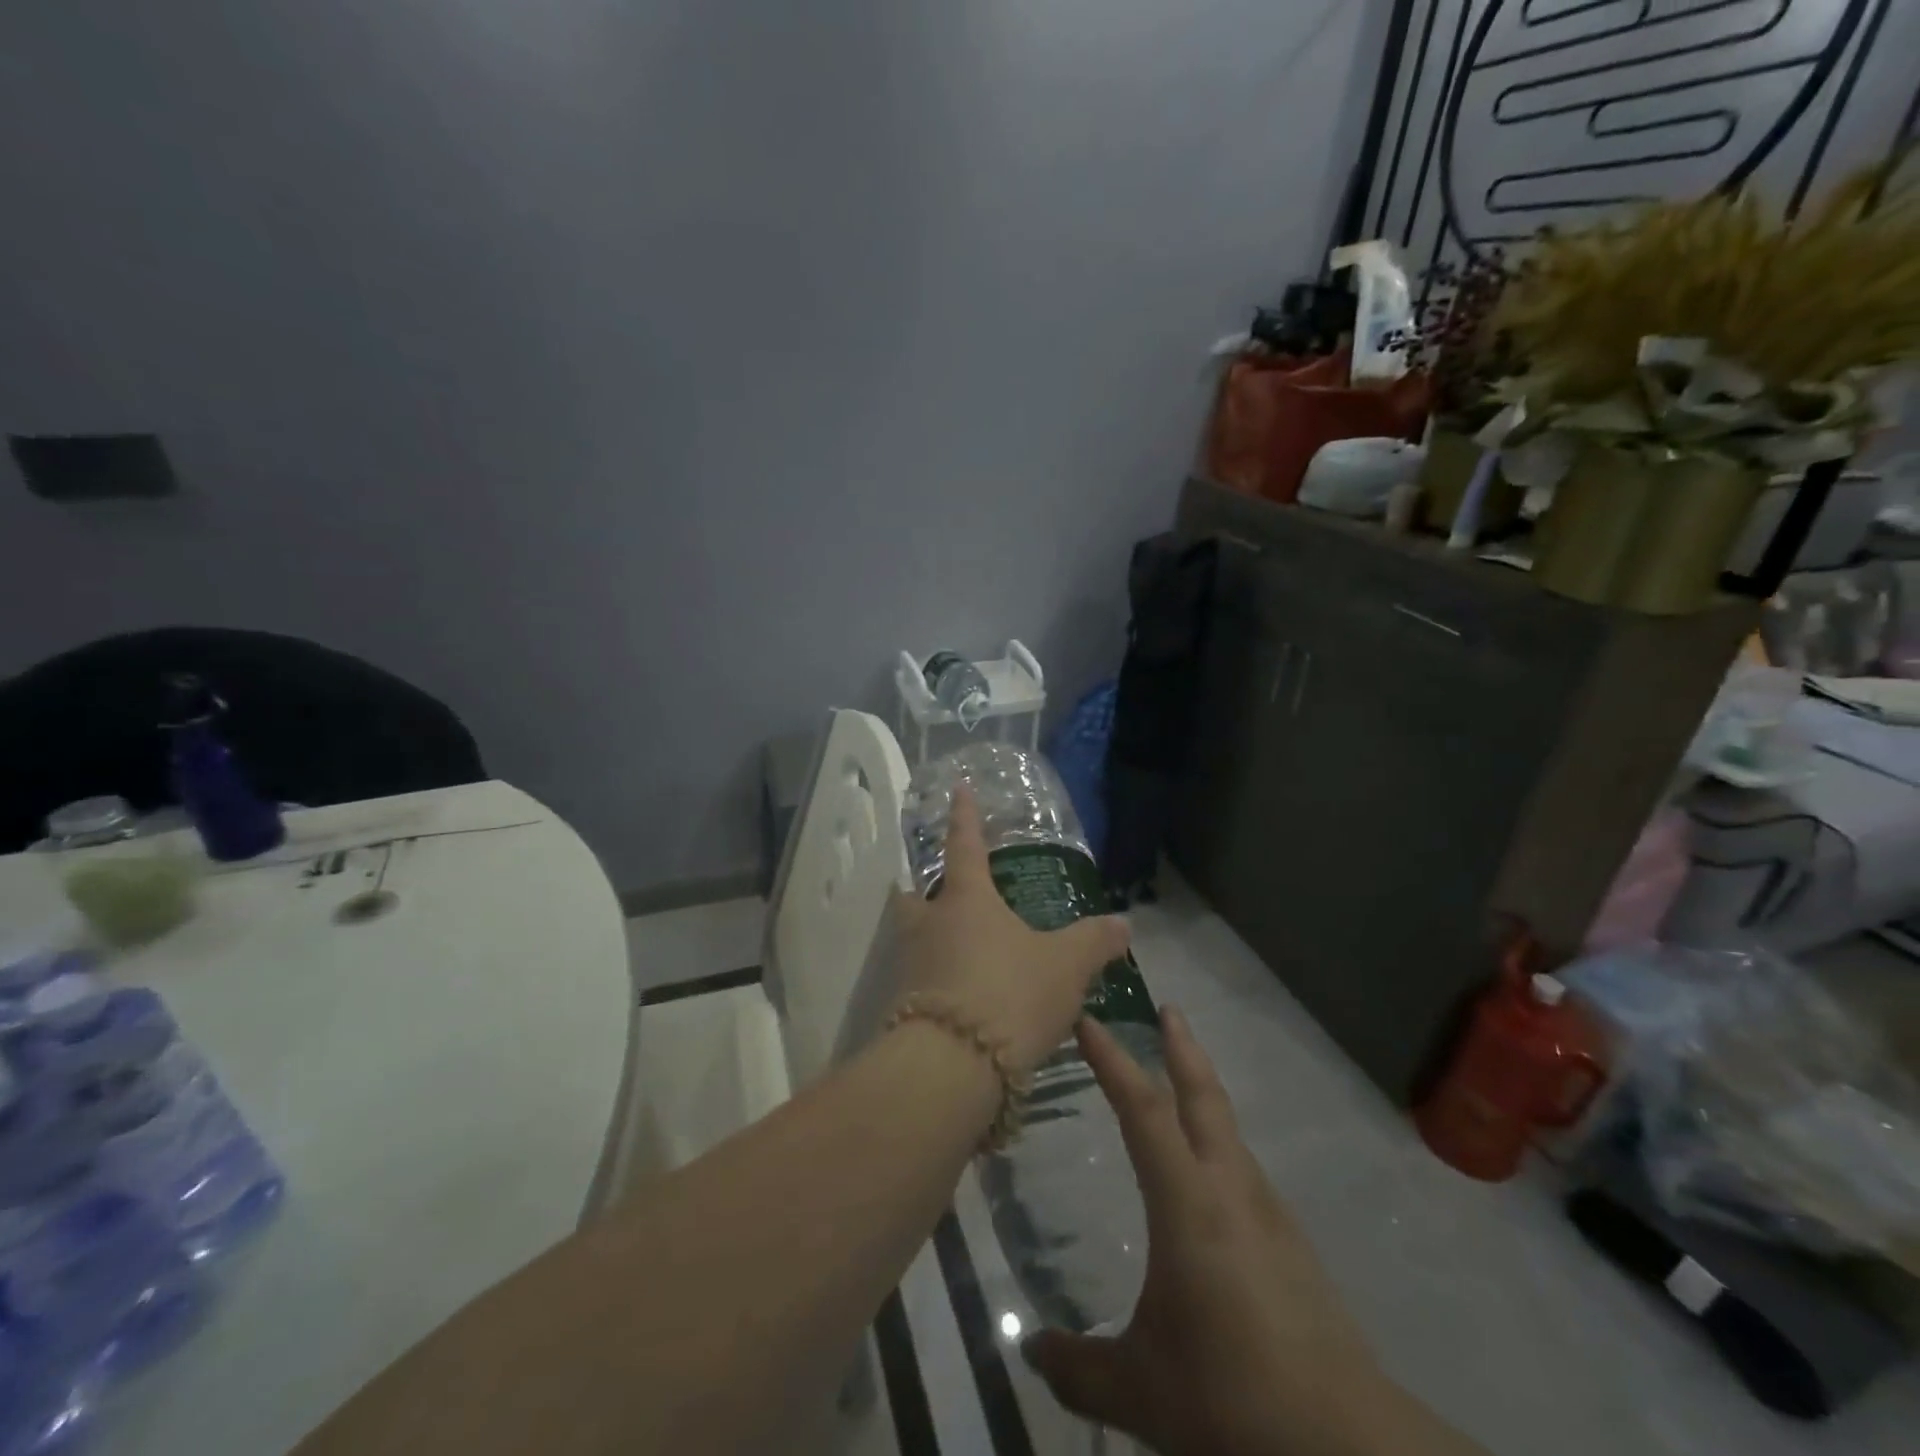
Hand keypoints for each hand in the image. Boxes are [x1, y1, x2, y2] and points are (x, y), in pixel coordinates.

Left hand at [891, 787, 1129, 1076]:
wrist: (953, 1066)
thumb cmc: (1011, 994)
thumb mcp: (1065, 967)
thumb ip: (1093, 942)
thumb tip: (1123, 923)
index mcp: (967, 900)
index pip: (965, 845)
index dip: (964, 816)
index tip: (956, 788)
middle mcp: (930, 925)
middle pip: (915, 894)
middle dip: (924, 889)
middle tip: (943, 893)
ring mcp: (911, 966)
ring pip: (913, 939)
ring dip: (929, 937)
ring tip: (957, 948)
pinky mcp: (905, 1008)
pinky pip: (919, 982)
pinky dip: (936, 982)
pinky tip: (962, 999)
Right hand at [1022, 1009, 1392, 1455]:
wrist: (1348, 1445)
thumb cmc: (1231, 1395)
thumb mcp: (1140, 1391)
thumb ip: (1078, 1367)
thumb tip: (1031, 1350)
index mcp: (1188, 1201)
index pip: (1143, 1109)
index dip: (1113, 1061)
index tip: (1089, 1020)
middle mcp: (1230, 1189)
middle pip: (1203, 1096)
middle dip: (1182, 1047)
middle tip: (1168, 1009)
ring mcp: (1269, 1214)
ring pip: (1229, 1131)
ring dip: (1203, 1094)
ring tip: (1178, 1087)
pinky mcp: (1292, 1245)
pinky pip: (1244, 1171)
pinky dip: (1219, 1146)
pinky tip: (1210, 1180)